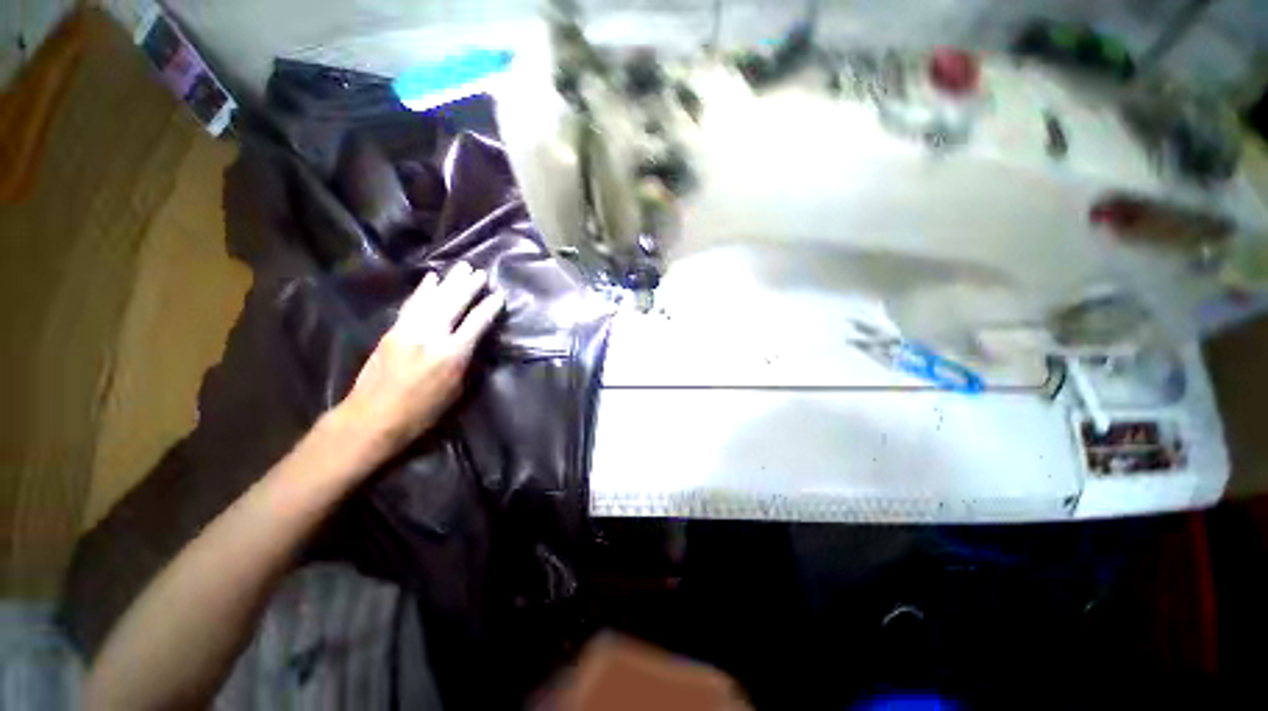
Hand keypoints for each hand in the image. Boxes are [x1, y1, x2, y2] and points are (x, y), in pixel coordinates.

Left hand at [330, 262, 504, 465]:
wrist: (373, 417)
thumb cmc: (422, 411)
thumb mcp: (456, 390)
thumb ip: (465, 362)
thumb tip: (472, 342)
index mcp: (452, 355)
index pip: (476, 323)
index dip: (489, 308)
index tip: (499, 295)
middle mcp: (431, 336)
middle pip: (454, 304)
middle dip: (469, 286)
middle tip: (481, 273)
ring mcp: (409, 330)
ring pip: (433, 299)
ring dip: (450, 282)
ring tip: (462, 267)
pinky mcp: (393, 330)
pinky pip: (412, 304)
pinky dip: (423, 290)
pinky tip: (431, 278)